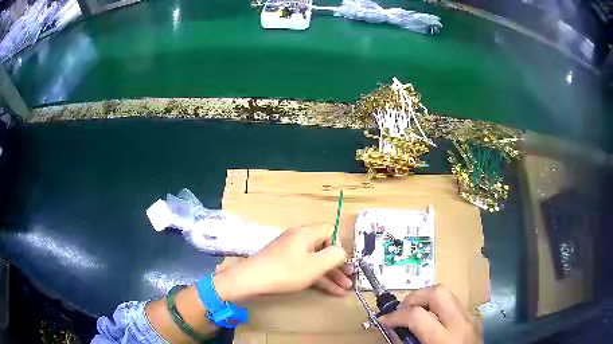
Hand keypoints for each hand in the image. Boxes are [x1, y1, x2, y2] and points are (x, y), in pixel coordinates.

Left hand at [214, 223, 350, 301]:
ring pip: (316, 261)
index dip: (339, 245)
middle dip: (339, 265)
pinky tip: (332, 291)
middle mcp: (300, 238)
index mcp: (307, 233)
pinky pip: (306, 267)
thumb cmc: (286, 271)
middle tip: (350, 278)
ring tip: (345, 289)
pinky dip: (318, 277)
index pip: (330, 230)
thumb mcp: (315, 265)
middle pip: (325, 248)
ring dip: (331, 274)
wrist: (253, 279)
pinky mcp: (285, 263)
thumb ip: (334, 256)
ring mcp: (291, 252)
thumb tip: (342, 252)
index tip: (343, 262)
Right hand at [378, 286, 480, 343]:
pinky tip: (432, 318)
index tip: (383, 320)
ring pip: (448, 293)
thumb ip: (406, 343)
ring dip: (427, 298)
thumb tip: (394, 329)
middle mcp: (461, 323)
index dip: (395, 316)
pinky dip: (439, 305)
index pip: (417, 316)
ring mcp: (470, 318)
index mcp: (444, 339)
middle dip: (415, 297)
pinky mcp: (473, 318)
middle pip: (437, 293)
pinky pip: (454, 303)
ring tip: (415, 311)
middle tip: (402, 309)